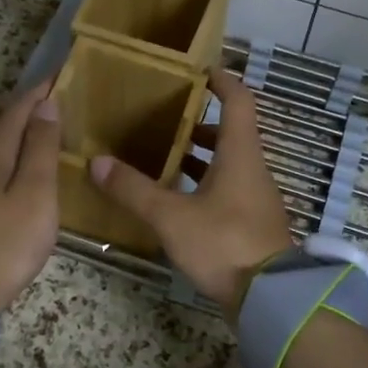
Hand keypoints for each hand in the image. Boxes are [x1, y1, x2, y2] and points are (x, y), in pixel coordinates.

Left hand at [0, 80, 62, 315]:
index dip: (41, 89)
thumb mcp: (35, 192)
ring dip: (25, 130)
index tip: (63, 71)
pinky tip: (30, 163)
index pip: (18, 108)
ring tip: (52, 123)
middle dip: (33, 106)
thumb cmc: (9, 240)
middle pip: (6, 123)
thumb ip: (41, 147)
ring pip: (1, 144)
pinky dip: (18, 152)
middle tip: (63, 94)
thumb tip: (46, 104)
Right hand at [90, 68, 294, 314]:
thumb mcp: (171, 217)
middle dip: (199, 121)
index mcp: (240, 154)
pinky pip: (228, 187)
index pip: (238, 101)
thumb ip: (134, 189)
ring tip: (164, 153)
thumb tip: (97, 162)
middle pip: (231, 131)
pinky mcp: (253, 221)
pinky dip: (205, 181)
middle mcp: (252, 168)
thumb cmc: (224, 244)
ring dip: (201, 153)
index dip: (222, 80)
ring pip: (229, 161)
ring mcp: (256, 196)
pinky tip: (179, 196)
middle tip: (165, 115)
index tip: (198, 69)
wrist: (270, 298)